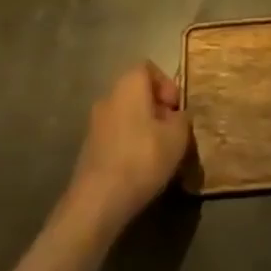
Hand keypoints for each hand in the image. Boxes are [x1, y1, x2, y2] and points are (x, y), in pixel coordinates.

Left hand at [65, 62, 192, 235]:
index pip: (149, 68)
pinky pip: (116, 137)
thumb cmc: (142, 158)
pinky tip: (139, 170)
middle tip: (172, 133)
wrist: (97, 202)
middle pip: (137, 93)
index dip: (167, 85)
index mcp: (129, 84)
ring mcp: (95, 124)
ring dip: (143, 129)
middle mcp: (109, 96)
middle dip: (157, 110)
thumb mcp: (178, 136)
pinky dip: (129, 146)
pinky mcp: (88, 150)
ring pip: (127, 116)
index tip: (177, 109)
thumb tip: (177, 117)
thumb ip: (182, 119)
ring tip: (159, 154)